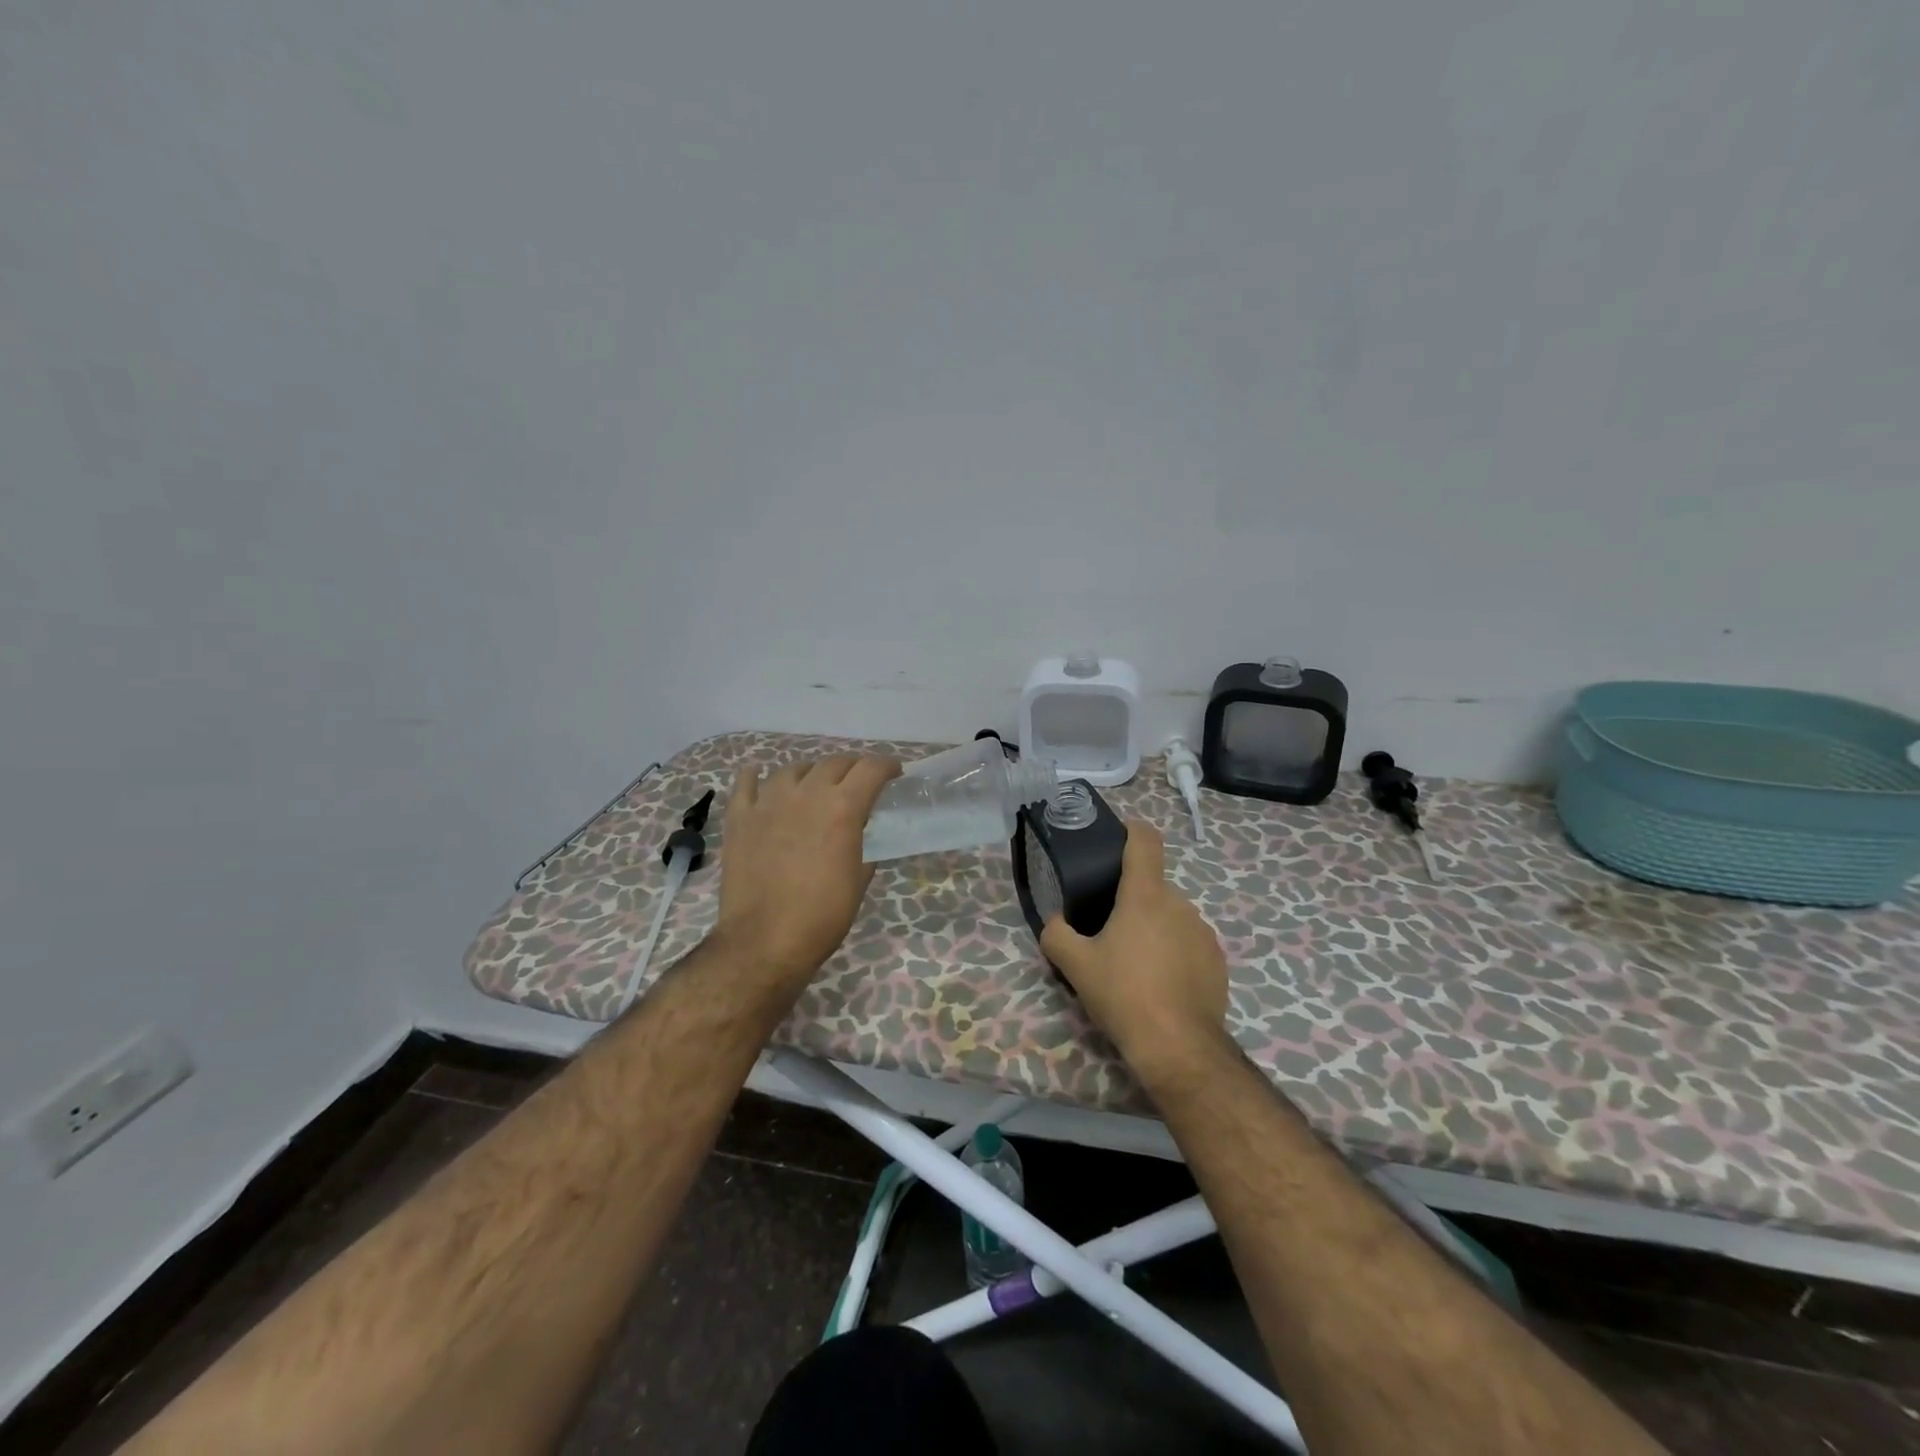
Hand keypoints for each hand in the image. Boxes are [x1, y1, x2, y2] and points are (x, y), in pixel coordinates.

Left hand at [715, 755, 900, 988]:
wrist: (764, 942)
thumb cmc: (822, 917)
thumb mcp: (858, 881)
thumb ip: (861, 846)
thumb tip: (858, 833)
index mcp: (842, 808)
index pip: (871, 770)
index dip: (887, 766)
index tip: (894, 773)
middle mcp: (807, 794)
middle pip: (834, 763)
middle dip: (852, 768)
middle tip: (859, 782)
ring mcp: (768, 802)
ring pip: (793, 768)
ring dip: (810, 772)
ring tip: (814, 784)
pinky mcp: (739, 817)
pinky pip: (746, 783)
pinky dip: (756, 776)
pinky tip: (760, 778)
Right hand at [1040, 820, 1228, 1078]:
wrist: (1178, 1047)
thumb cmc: (1123, 994)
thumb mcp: (1074, 965)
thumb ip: (1056, 933)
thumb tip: (1056, 921)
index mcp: (1144, 895)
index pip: (1145, 840)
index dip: (1131, 830)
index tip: (1116, 839)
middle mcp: (1179, 904)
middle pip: (1152, 887)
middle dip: (1132, 901)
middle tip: (1109, 932)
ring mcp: (1203, 932)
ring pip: (1171, 916)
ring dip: (1154, 928)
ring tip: (1135, 965)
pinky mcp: (1218, 960)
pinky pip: (1189, 943)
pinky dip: (1174, 953)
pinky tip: (1161, 985)